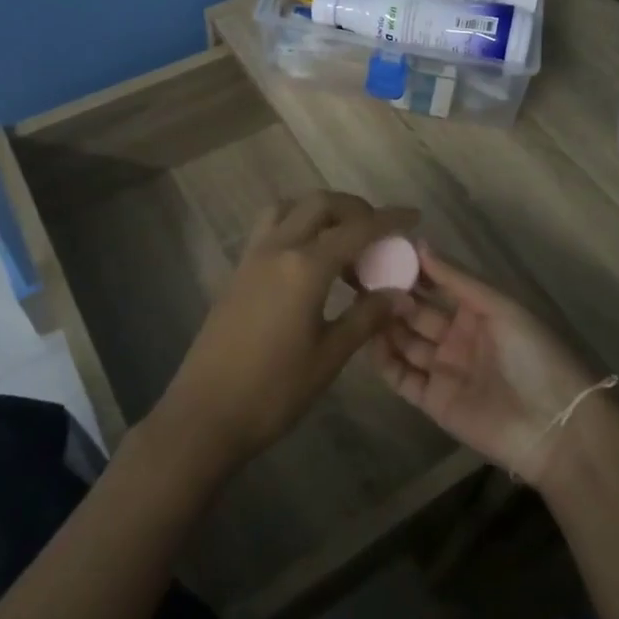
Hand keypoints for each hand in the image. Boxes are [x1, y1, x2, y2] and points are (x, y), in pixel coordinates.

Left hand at [149, 191, 416, 475]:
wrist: (205, 414)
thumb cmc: (273, 391)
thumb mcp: (329, 357)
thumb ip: (366, 317)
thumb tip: (400, 294)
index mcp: (305, 267)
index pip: (356, 229)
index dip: (388, 219)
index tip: (413, 215)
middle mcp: (277, 248)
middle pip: (320, 204)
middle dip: (354, 209)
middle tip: (378, 232)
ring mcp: (253, 257)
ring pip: (289, 208)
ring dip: (320, 211)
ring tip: (343, 240)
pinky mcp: (238, 271)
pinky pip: (271, 227)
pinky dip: (297, 224)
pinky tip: (310, 259)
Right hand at [372, 244, 606, 487]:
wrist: (553, 427)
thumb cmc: (532, 354)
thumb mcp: (499, 306)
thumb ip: (456, 278)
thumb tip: (418, 244)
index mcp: (477, 310)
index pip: (437, 284)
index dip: (411, 270)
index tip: (381, 253)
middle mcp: (457, 335)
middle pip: (416, 312)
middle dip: (392, 295)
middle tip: (360, 279)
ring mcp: (443, 368)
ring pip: (404, 341)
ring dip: (385, 324)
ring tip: (359, 306)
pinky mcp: (432, 400)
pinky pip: (401, 377)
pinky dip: (384, 360)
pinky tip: (368, 341)